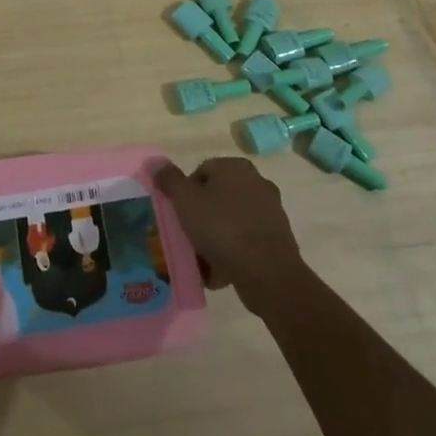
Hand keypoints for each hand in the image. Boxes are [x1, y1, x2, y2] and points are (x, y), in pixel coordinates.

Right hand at [156, 157, 309, 315]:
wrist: (267, 272)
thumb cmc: (221, 228)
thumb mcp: (185, 200)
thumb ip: (169, 179)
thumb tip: (157, 163)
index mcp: (235, 167)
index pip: (201, 172)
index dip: (185, 193)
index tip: (179, 215)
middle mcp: (256, 182)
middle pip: (217, 197)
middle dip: (201, 216)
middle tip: (188, 236)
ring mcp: (271, 210)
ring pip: (231, 221)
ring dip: (216, 237)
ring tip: (202, 260)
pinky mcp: (279, 237)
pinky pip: (246, 240)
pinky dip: (233, 252)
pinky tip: (221, 271)